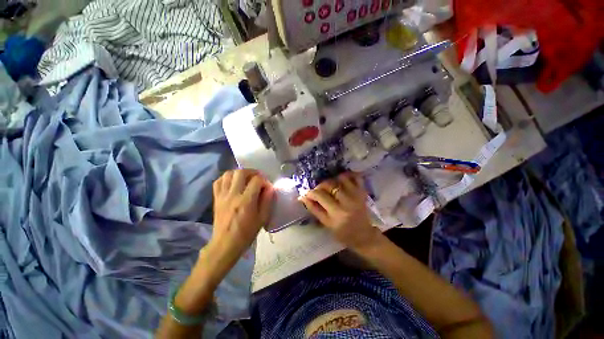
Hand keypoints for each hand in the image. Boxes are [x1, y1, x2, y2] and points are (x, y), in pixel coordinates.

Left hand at [204, 169, 274, 276]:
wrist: (225, 244)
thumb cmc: (246, 233)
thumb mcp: (262, 218)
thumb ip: (268, 201)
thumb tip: (269, 188)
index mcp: (246, 201)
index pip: (256, 180)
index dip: (264, 180)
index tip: (266, 187)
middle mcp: (233, 195)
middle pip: (241, 172)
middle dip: (252, 172)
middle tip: (257, 178)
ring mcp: (222, 196)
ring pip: (228, 174)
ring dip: (239, 173)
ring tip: (245, 179)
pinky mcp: (216, 198)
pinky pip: (218, 181)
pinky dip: (226, 178)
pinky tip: (233, 182)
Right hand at [300, 172, 380, 250]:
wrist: (364, 235)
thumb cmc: (343, 233)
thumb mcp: (326, 223)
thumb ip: (314, 209)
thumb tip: (302, 197)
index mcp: (337, 213)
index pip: (320, 196)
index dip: (311, 193)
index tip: (307, 194)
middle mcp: (347, 202)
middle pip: (330, 184)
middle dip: (320, 186)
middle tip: (318, 191)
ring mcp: (357, 195)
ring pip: (341, 178)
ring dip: (332, 180)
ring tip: (330, 187)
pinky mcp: (363, 192)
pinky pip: (356, 177)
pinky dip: (348, 175)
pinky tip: (341, 180)